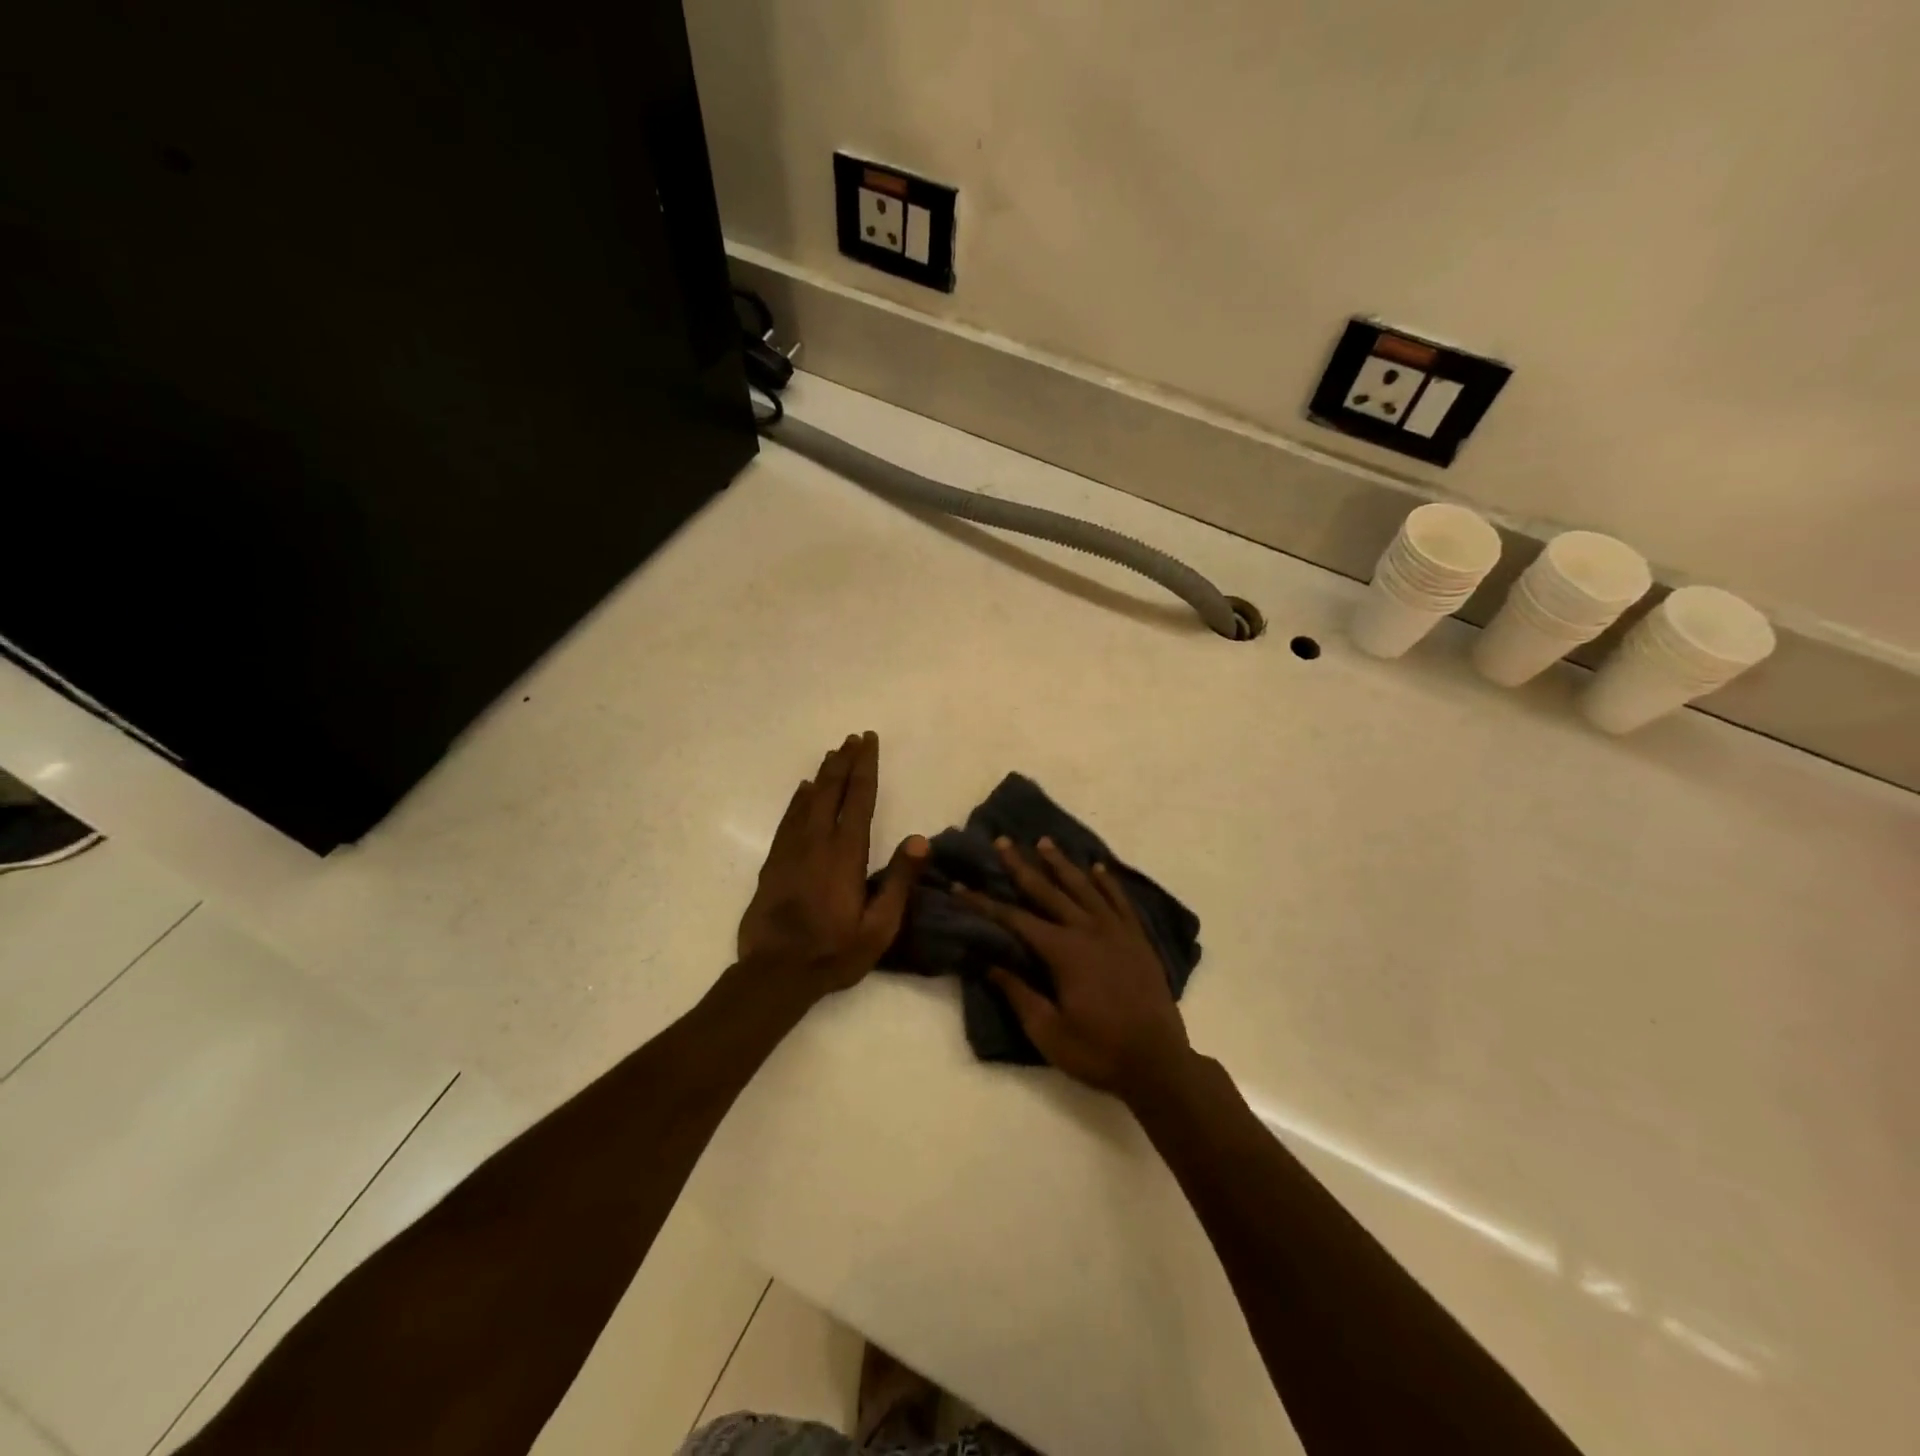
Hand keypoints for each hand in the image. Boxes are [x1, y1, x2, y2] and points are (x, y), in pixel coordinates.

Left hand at [737, 732, 926, 1001]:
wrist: (775, 973)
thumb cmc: (834, 951)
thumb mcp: (880, 926)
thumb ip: (899, 881)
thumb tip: (920, 839)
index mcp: (846, 853)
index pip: (858, 798)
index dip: (865, 766)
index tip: (868, 741)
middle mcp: (817, 841)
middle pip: (831, 790)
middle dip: (844, 761)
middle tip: (853, 738)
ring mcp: (791, 850)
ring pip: (807, 799)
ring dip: (823, 774)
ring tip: (833, 753)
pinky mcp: (774, 862)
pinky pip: (788, 819)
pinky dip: (798, 799)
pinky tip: (803, 789)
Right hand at [957, 838, 1191, 1102]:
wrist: (1158, 1064)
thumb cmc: (1098, 1051)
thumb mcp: (1048, 1032)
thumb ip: (1019, 994)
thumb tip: (990, 963)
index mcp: (1063, 951)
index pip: (1015, 919)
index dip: (985, 902)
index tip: (961, 885)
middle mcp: (1088, 930)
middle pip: (1049, 891)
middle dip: (1022, 866)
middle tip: (1003, 841)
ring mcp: (1117, 931)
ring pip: (1084, 887)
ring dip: (1062, 864)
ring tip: (1044, 842)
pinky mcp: (1138, 939)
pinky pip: (1120, 901)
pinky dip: (1107, 882)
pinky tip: (1098, 868)